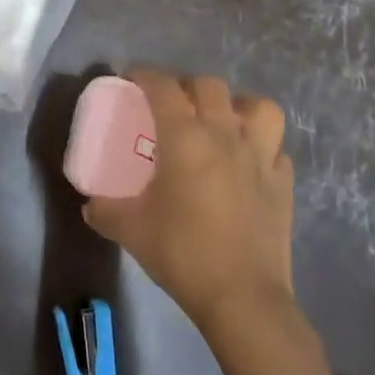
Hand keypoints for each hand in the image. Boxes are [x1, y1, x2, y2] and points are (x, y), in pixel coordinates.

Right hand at [83, 71, 300, 340]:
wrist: (243, 299)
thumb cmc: (183, 253)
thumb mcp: (131, 230)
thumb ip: (106, 211)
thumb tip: (90, 205)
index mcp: (185, 137)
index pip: (163, 86)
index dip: (145, 75)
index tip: (131, 80)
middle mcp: (224, 135)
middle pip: (209, 86)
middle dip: (187, 86)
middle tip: (172, 104)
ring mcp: (260, 158)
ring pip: (259, 108)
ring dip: (238, 107)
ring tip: (222, 122)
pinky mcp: (283, 185)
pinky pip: (276, 150)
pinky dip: (262, 149)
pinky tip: (248, 165)